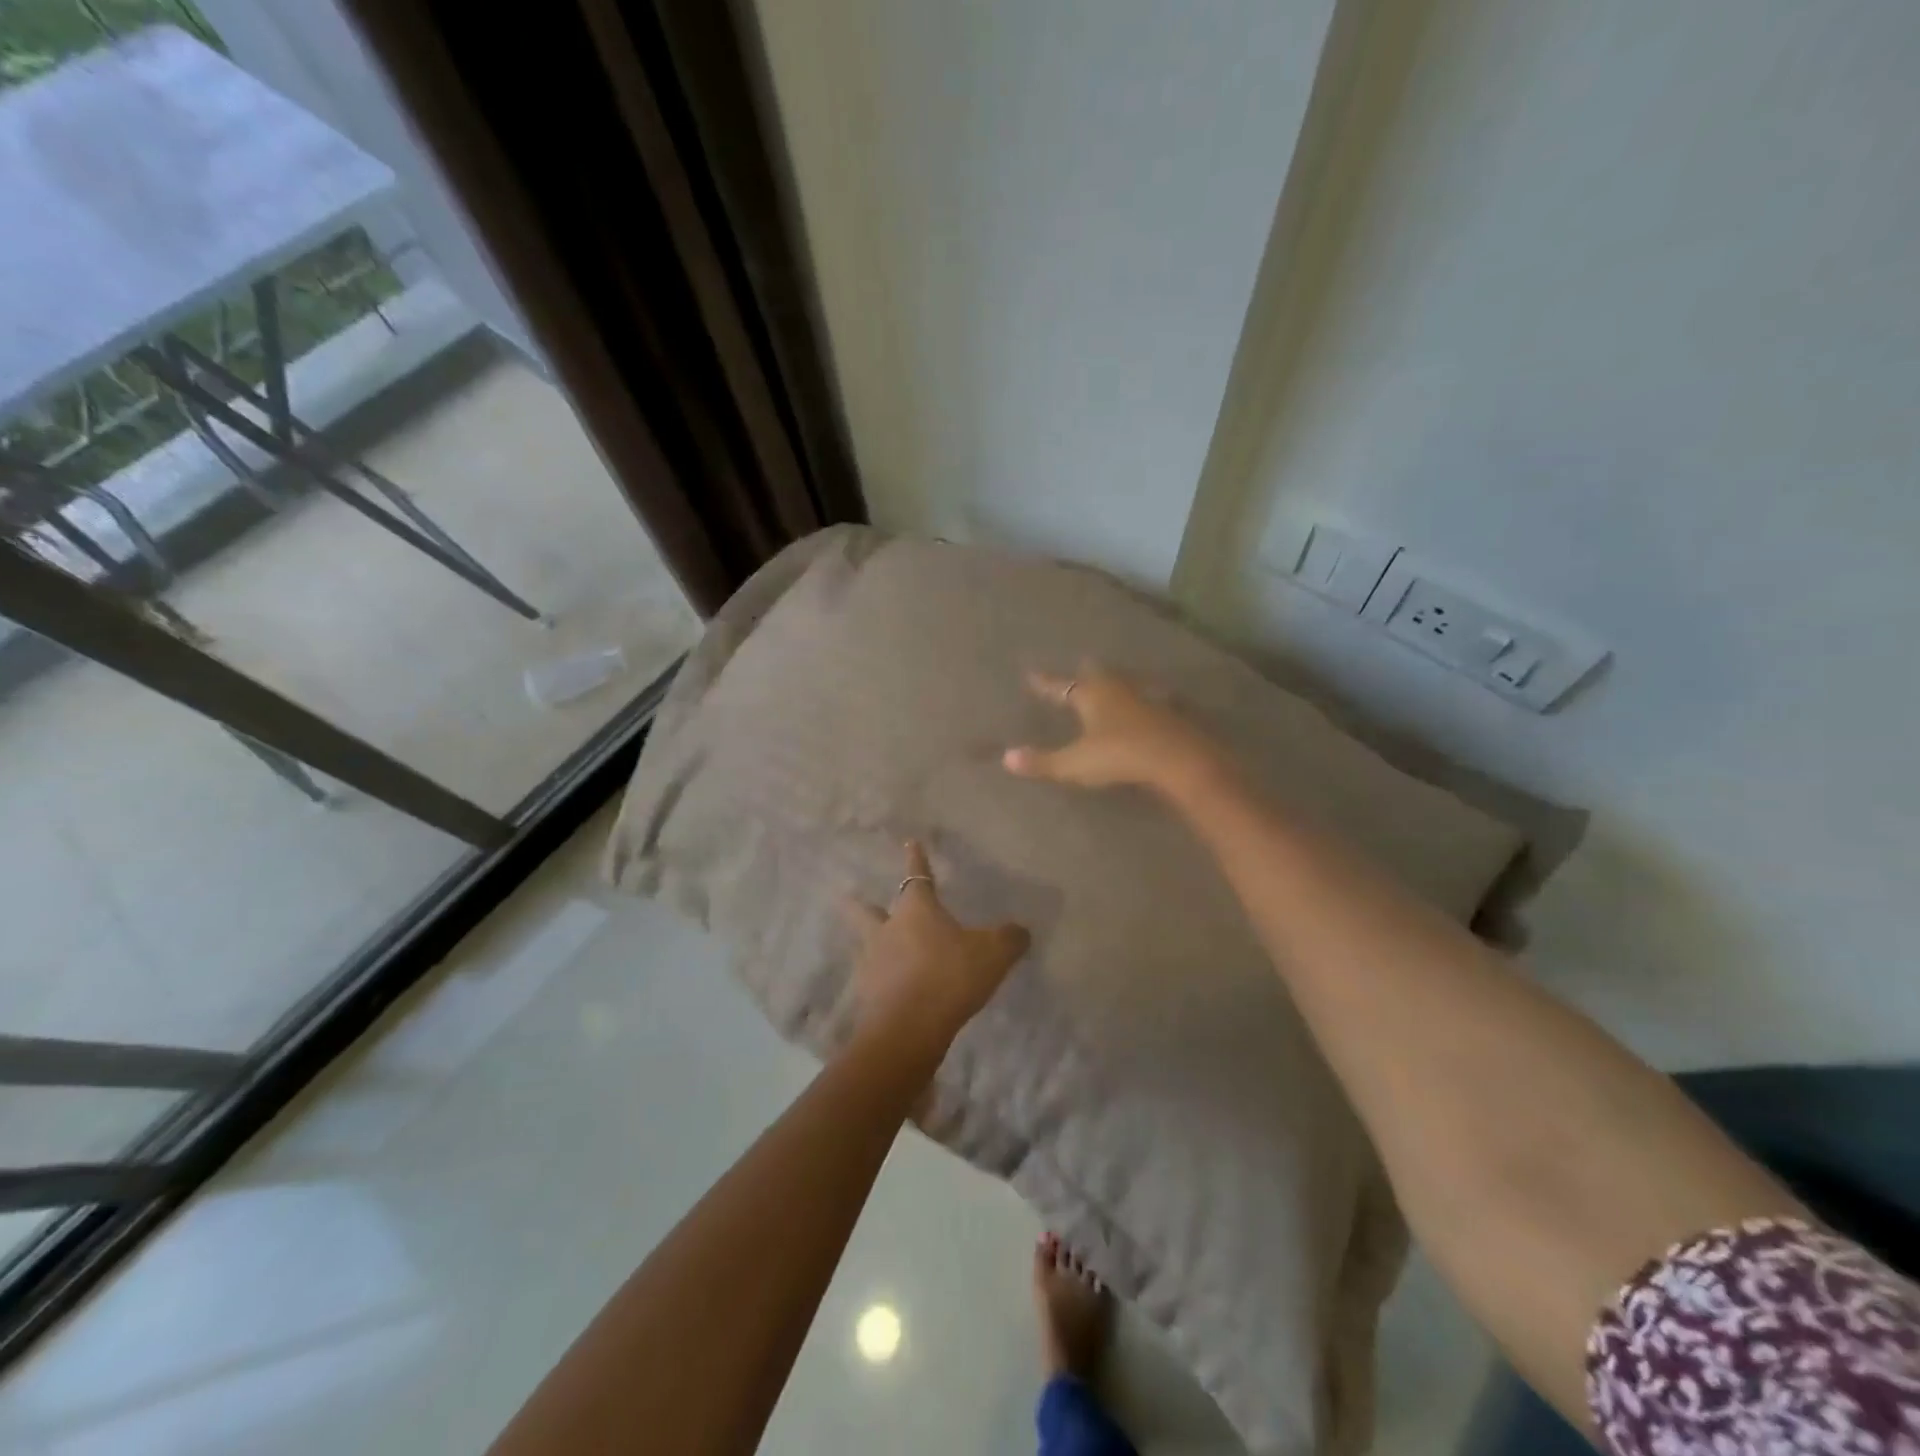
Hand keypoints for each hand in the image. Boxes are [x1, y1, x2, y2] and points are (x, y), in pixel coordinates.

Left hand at [841, 841, 1030, 1061]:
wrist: (909, 1028)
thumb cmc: (951, 976)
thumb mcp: (993, 955)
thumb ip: (1009, 939)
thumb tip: (1021, 931)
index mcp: (917, 910)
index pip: (917, 875)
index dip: (916, 858)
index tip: (909, 842)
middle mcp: (888, 929)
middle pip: (866, 910)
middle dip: (859, 902)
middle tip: (847, 894)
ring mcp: (873, 962)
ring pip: (863, 943)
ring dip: (864, 940)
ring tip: (865, 943)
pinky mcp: (867, 994)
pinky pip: (869, 978)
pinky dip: (875, 978)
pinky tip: (882, 985)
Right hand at [1001, 664, 1227, 799]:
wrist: (1178, 758)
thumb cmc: (1120, 756)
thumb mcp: (1075, 763)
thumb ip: (1043, 762)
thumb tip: (1006, 757)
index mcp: (1091, 695)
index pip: (1061, 686)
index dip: (1046, 683)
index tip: (1032, 674)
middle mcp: (1118, 689)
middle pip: (1098, 675)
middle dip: (1087, 672)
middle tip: (1082, 664)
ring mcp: (1147, 698)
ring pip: (1126, 684)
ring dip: (1117, 683)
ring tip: (1112, 683)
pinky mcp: (1170, 712)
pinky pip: (1150, 700)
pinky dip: (1143, 701)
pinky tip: (1148, 705)